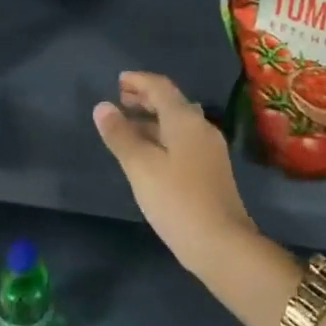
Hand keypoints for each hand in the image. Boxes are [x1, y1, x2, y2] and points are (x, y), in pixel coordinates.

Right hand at [92, 73, 255, 275]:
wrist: (222, 244)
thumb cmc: (177, 201)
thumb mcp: (141, 167)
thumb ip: (121, 135)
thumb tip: (102, 106)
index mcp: (185, 119)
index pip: (160, 87)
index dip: (139, 81)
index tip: (118, 81)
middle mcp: (201, 126)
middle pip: (171, 102)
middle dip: (145, 98)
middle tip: (120, 99)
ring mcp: (209, 149)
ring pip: (177, 122)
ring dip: (153, 118)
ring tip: (129, 125)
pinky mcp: (211, 169)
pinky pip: (183, 139)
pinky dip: (163, 135)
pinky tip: (150, 153)